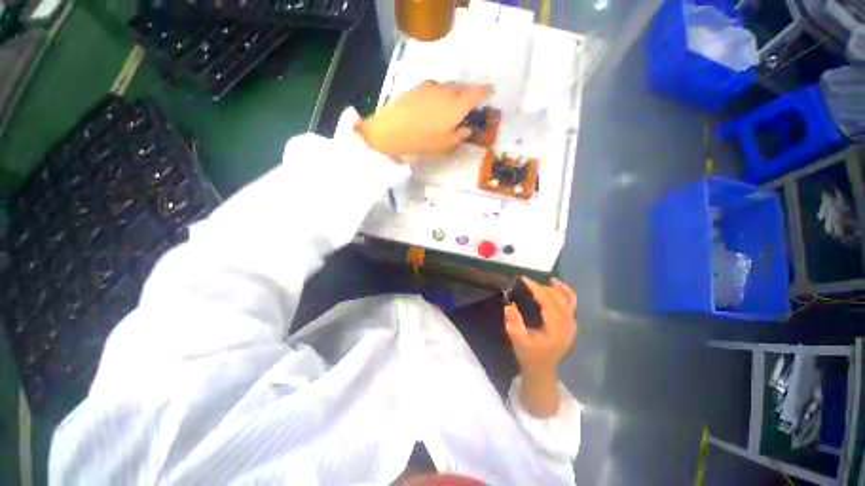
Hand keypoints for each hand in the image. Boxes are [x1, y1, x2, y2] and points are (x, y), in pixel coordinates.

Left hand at [357, 81, 491, 156]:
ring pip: (449, 86)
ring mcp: (431, 87)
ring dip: (454, 92)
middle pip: (463, 87)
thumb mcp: (444, 145)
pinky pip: (435, 87)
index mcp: (457, 106)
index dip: (486, 91)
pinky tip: (433, 102)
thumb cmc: (422, 141)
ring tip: (451, 103)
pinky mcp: (418, 87)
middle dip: (469, 92)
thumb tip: (466, 130)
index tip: (491, 91)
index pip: (477, 93)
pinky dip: (439, 92)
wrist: (392, 130)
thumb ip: (458, 136)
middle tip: (470, 102)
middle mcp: (447, 92)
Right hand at [504, 277, 576, 417]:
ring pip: (568, 299)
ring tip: (544, 280)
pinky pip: (570, 304)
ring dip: (556, 288)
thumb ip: (514, 323)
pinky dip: (564, 293)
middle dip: (543, 287)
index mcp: (556, 329)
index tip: (523, 279)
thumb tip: (509, 305)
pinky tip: (555, 287)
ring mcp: (571, 324)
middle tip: (526, 283)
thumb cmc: (529, 356)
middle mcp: (568, 324)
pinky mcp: (570, 324)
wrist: (542, 371)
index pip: (548, 302)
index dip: (536, 289)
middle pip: (559, 298)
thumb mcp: (518, 341)